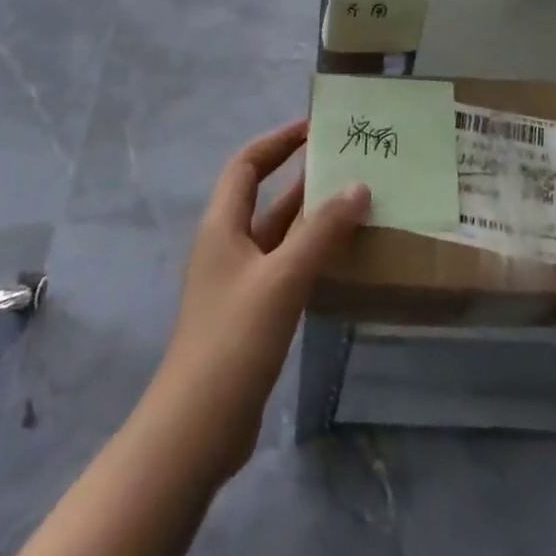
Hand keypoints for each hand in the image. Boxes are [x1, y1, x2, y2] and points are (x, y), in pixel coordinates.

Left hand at [146, 120, 370, 480]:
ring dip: (310, 217)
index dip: (277, 141)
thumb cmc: (234, 338)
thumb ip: (321, 231)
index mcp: (222, 225)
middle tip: (346, 163)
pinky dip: (310, 254)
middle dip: (301, 176)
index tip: (314, 128)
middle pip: (263, 196)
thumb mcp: (282, 278)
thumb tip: (358, 186)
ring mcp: (238, 281)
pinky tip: (342, 257)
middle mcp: (226, 245)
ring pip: (278, 234)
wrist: (197, 428)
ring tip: (355, 202)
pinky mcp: (250, 312)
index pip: (246, 164)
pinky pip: (284, 266)